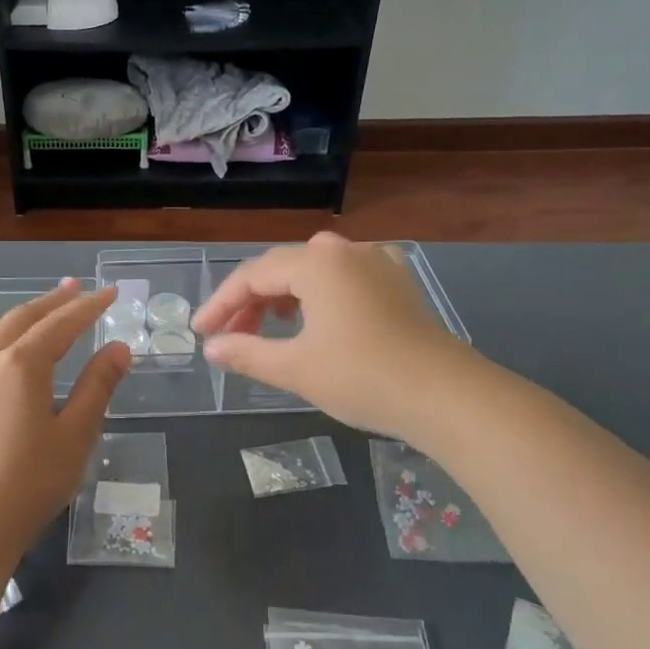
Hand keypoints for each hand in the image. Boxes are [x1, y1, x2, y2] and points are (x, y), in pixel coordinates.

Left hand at [0, 280, 130, 566]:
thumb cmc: (28, 484)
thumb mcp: (75, 436)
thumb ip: (97, 387)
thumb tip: (119, 349)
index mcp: (21, 364)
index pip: (61, 324)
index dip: (88, 307)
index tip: (109, 293)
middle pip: (23, 317)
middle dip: (53, 301)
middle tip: (76, 287)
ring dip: (15, 316)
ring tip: (33, 317)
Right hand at [193, 232, 467, 439]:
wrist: (447, 397)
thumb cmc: (362, 377)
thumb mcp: (295, 368)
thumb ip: (246, 353)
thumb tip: (212, 349)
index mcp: (317, 263)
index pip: (253, 275)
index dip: (222, 304)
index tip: (202, 333)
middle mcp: (346, 251)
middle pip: (283, 268)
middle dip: (251, 301)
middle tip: (232, 336)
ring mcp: (378, 263)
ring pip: (315, 269)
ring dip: (285, 295)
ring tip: (270, 326)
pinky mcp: (398, 283)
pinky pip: (346, 275)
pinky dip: (321, 292)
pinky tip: (320, 315)